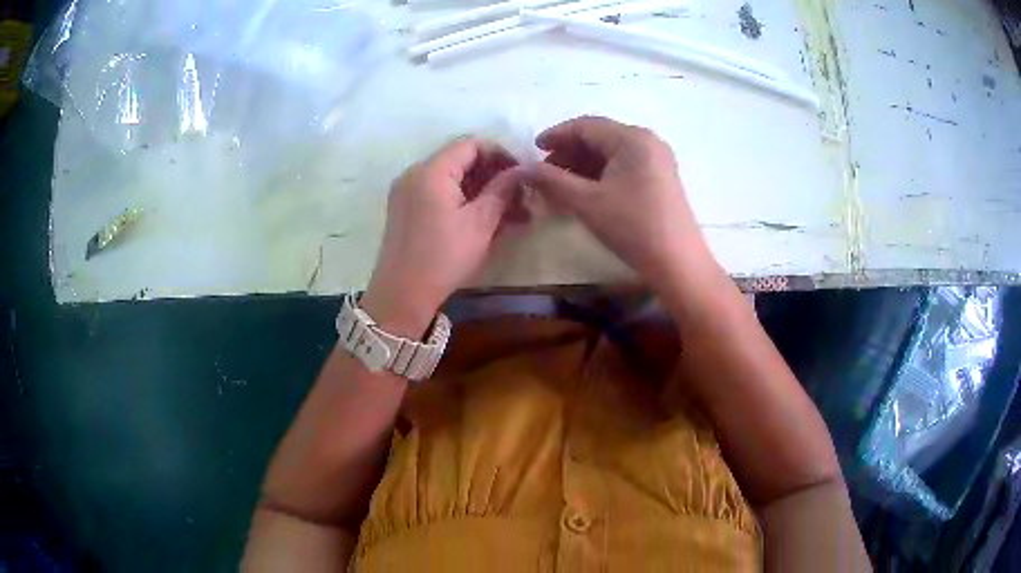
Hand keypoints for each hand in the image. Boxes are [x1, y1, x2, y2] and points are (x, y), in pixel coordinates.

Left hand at [361, 138, 522, 336]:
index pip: (472, 144)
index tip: (522, 174)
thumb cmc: (444, 256)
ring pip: (451, 179)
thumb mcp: (480, 223)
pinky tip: (486, 219)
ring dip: (481, 190)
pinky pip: (439, 193)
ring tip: (510, 213)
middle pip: (460, 159)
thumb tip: (520, 172)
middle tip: (520, 197)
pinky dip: (463, 200)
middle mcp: (415, 173)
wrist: (402, 294)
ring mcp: (407, 191)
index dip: (501, 154)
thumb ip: (502, 190)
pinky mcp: (405, 209)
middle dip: (493, 175)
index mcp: (432, 170)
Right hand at [524, 116, 713, 289]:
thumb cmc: (632, 227)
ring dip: (583, 164)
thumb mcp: (587, 202)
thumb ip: (551, 180)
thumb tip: (522, 169)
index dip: (556, 135)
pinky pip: (624, 165)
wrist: (677, 262)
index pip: (585, 126)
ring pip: (611, 152)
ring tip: (559, 184)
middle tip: (544, 172)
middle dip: (569, 152)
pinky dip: (601, 174)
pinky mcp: (661, 177)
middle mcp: (647, 140)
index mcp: (631, 138)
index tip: (532, 149)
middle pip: (599, 137)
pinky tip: (584, 190)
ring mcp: (657, 158)